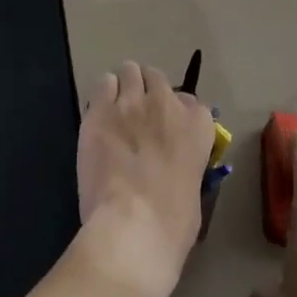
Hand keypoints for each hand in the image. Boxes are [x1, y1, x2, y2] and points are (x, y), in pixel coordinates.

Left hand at [75, 62, 214, 296]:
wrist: (133, 224)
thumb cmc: (172, 222)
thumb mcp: (194, 188)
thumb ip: (186, 163)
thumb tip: (173, 167)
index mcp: (197, 125)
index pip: (191, 102)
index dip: (177, 113)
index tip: (168, 128)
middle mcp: (166, 104)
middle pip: (156, 77)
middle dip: (148, 91)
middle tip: (138, 114)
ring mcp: (131, 102)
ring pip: (129, 71)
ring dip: (124, 87)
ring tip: (116, 109)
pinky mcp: (100, 110)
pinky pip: (103, 85)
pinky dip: (103, 95)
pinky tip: (99, 115)